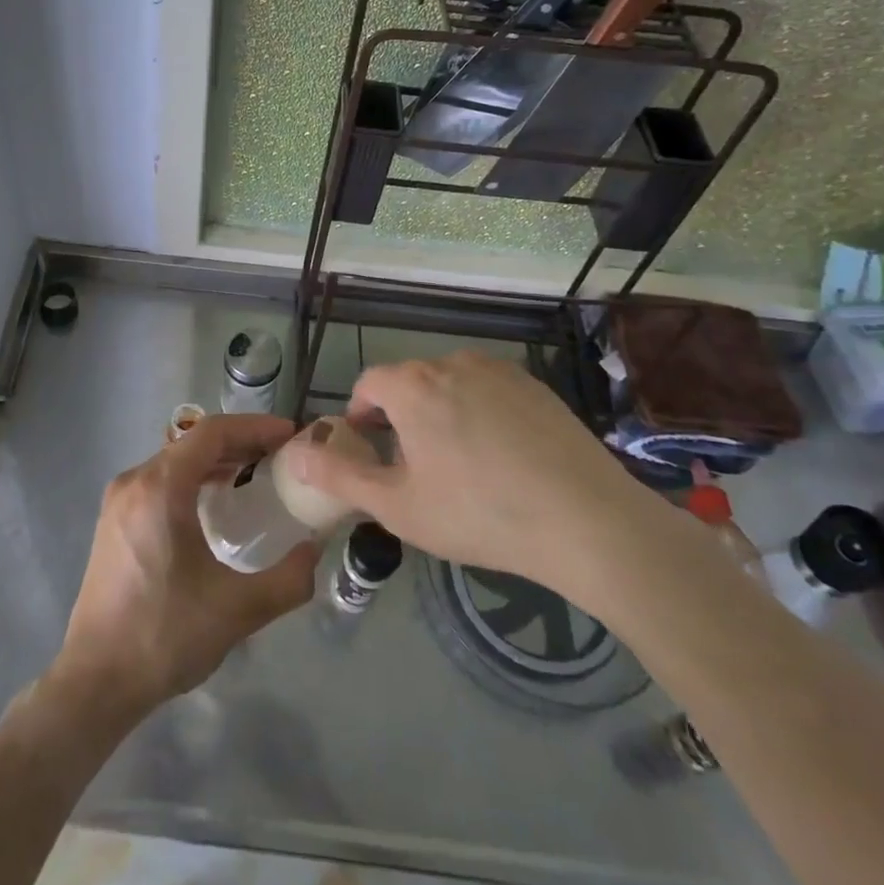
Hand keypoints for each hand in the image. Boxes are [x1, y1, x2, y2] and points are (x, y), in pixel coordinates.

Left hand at [50, 414, 318, 723]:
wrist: (96, 681)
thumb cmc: (165, 636)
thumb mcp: (238, 611)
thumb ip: (288, 580)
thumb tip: (315, 550)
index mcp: (160, 487)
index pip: (212, 433)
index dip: (255, 428)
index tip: (290, 436)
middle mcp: (135, 481)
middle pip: (193, 443)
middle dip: (240, 443)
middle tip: (280, 457)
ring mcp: (119, 500)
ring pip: (175, 461)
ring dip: (215, 462)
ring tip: (256, 474)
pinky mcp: (113, 521)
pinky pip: (159, 482)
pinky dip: (192, 480)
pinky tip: (215, 503)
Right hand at [280, 351, 667, 602]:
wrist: (588, 522)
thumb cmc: (479, 514)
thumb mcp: (398, 506)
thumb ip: (340, 476)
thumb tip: (295, 453)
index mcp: (413, 386)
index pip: (370, 384)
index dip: (361, 416)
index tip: (371, 451)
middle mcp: (452, 362)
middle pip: (410, 383)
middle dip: (402, 417)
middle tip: (416, 468)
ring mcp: (499, 371)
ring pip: (451, 385)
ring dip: (442, 413)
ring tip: (462, 465)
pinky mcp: (536, 386)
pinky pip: (490, 391)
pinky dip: (482, 413)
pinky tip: (504, 458)